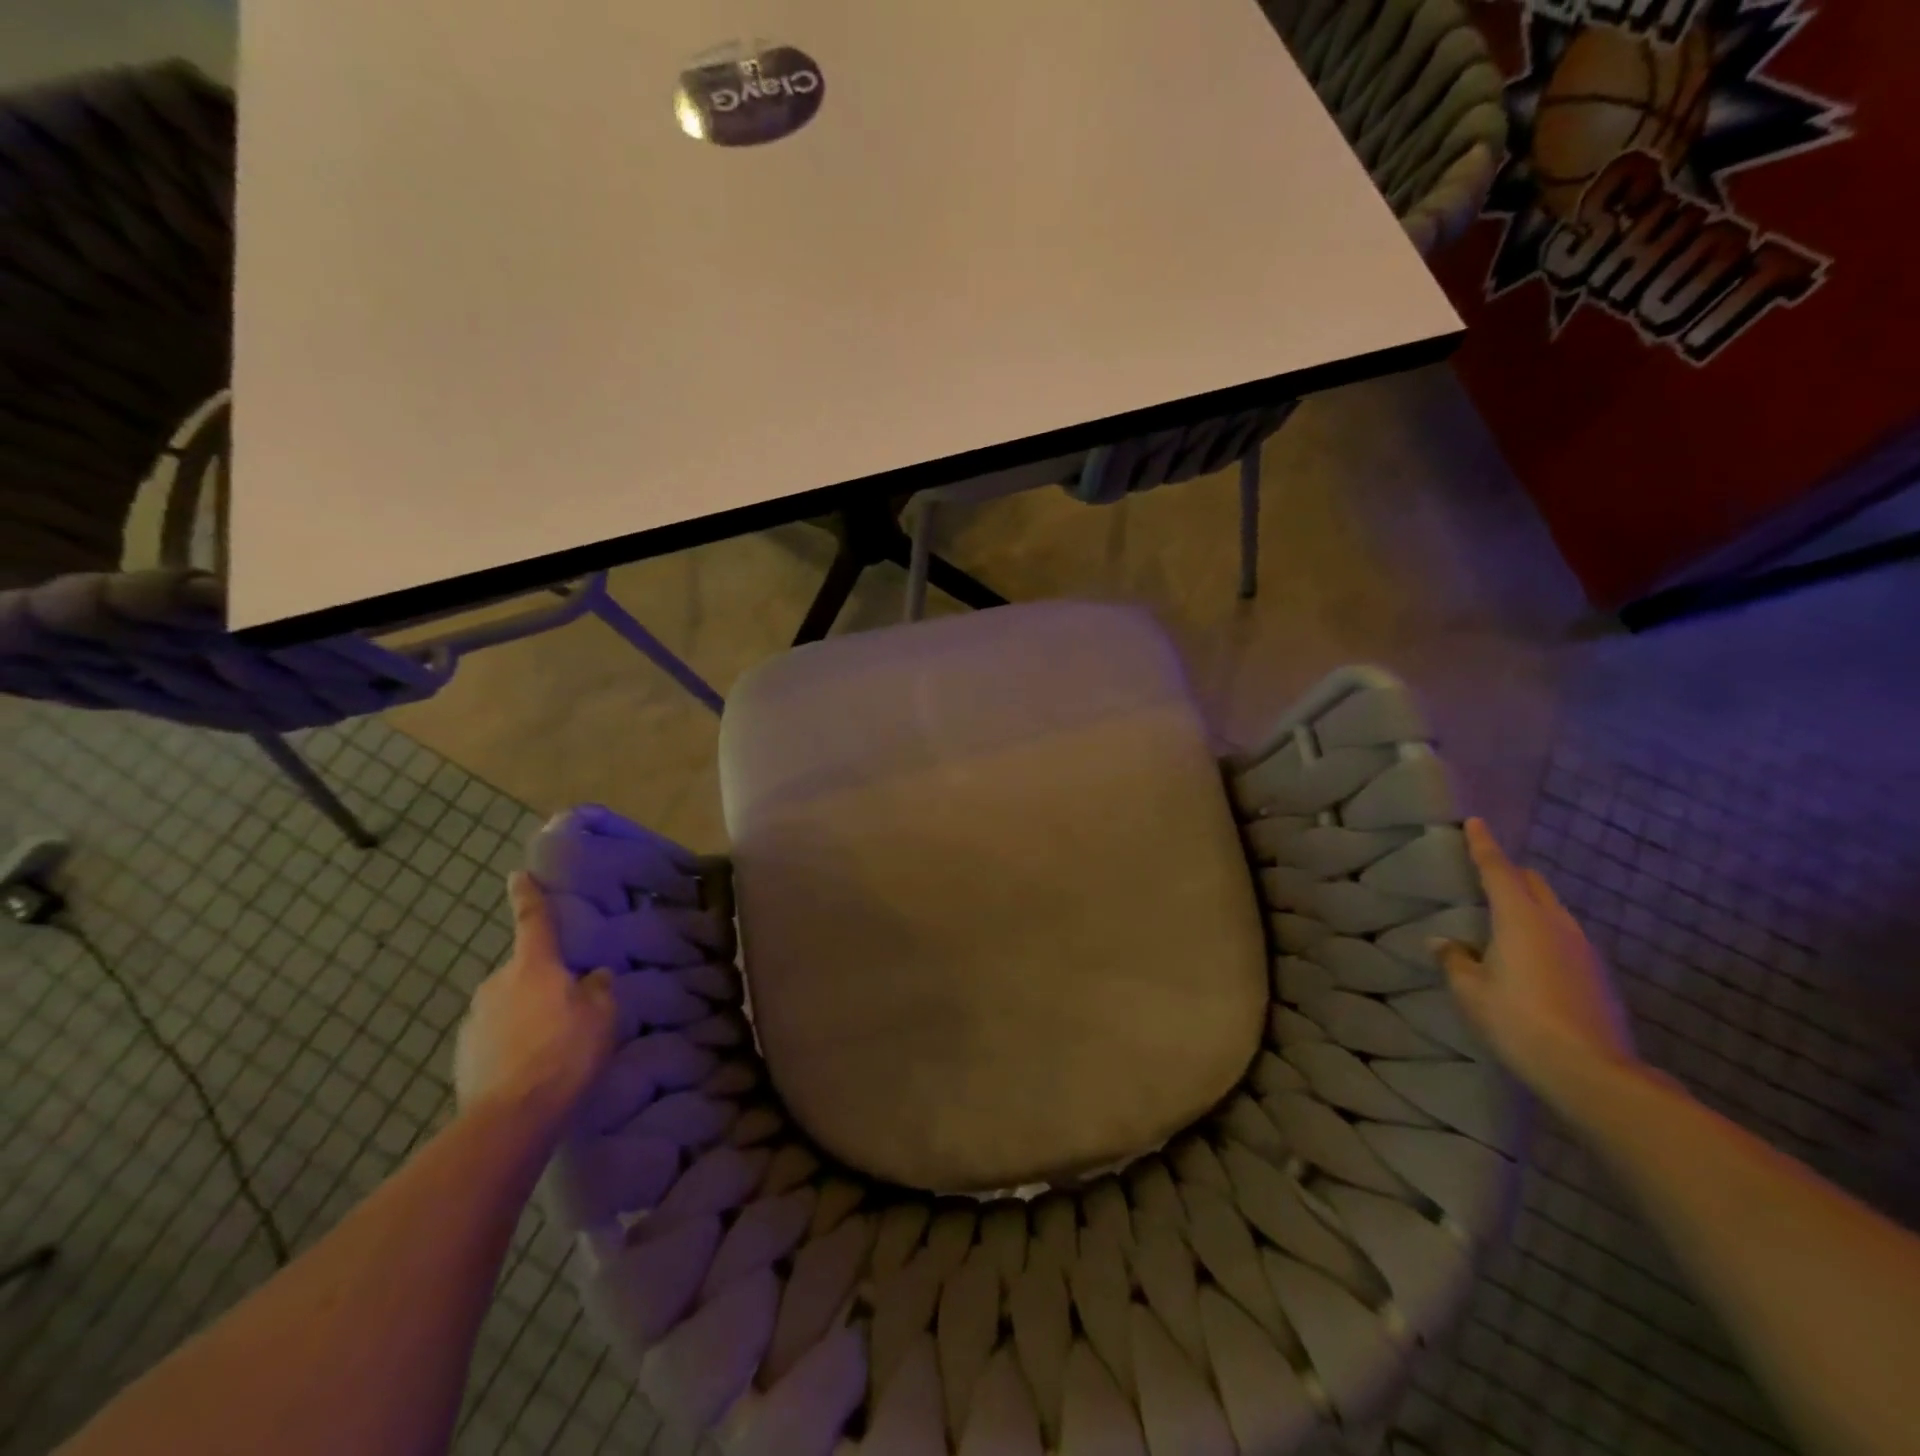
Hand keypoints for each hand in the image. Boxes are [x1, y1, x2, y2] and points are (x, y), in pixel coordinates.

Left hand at [454, 872, 616, 1128]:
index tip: (518, 875)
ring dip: (526, 1014)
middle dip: (541, 981)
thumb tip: (592, 977)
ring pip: (508, 1005)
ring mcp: (474, 1020)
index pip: (533, 920)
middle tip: (567, 1003)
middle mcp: (497, 984)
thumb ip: (598, 989)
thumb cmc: (565, 1052)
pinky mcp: (463, 1055)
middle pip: (523, 971)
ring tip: (550, 1043)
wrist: (511, 1117)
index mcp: (533, 966)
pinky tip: (530, 1066)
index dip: (528, 896)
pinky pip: (495, 1036)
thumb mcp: (602, 1016)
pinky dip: (511, 1043)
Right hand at [1436, 818, 1638, 1111]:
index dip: (1484, 846)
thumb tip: (1442, 941)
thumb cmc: (1518, 1021)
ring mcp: (1583, 950)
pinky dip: (1543, 932)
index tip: (1475, 822)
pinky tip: (1528, 956)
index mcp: (1521, 919)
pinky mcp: (1597, 975)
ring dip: (1529, 904)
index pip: (1498, 870)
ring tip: (1504, 918)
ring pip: (1553, 910)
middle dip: (1510, 873)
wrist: (1592, 1072)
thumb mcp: (1471, 991)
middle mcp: (1556, 924)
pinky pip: (1564, 936)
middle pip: (1533, 884)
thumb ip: (1454, 960)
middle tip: (1486, 874)